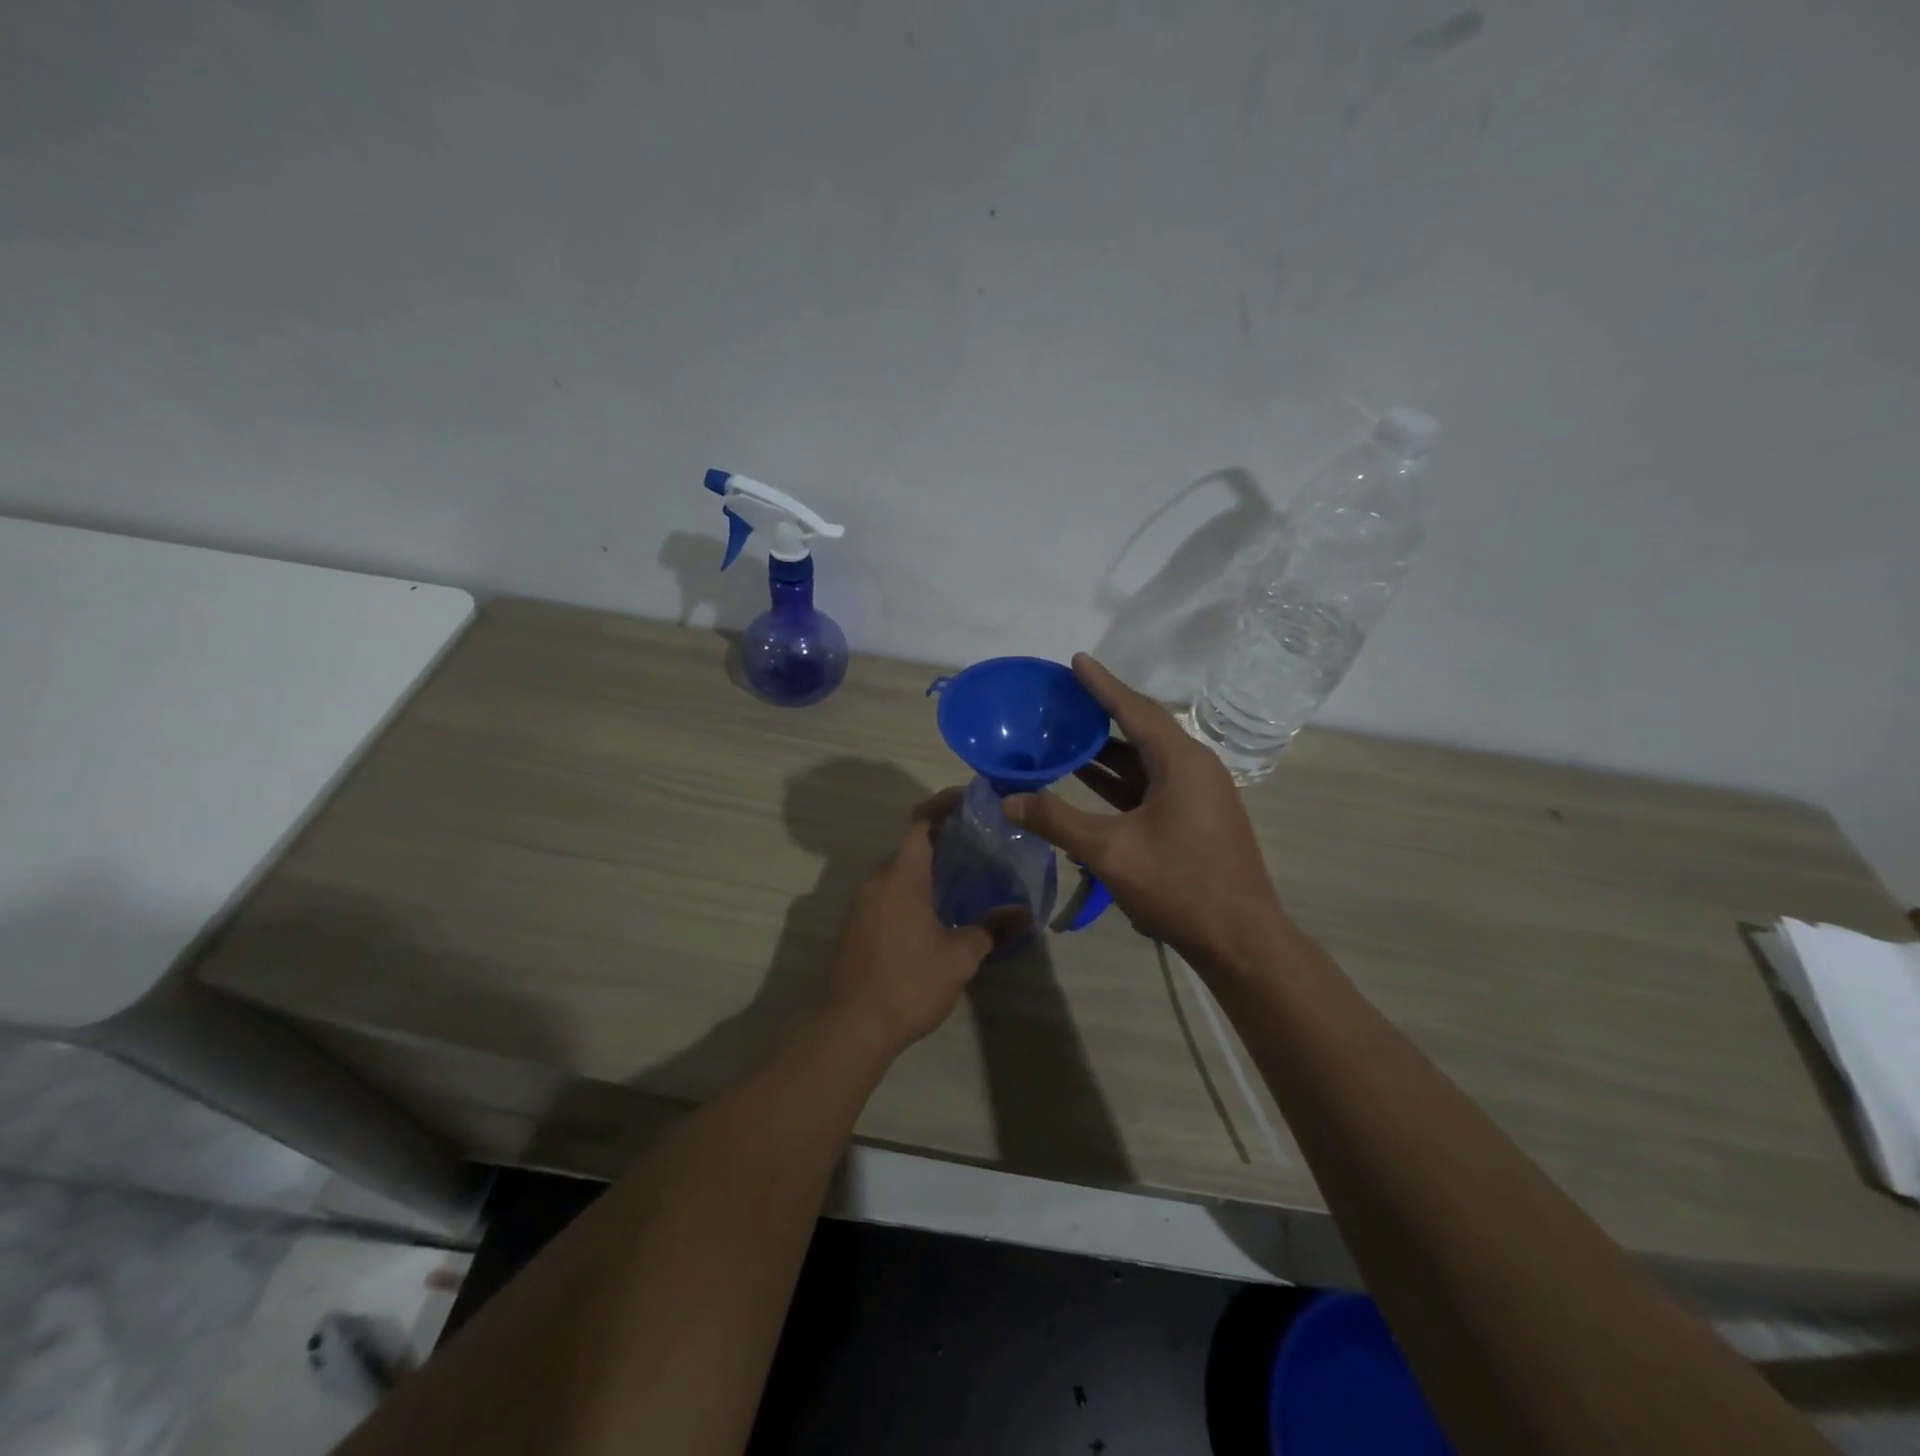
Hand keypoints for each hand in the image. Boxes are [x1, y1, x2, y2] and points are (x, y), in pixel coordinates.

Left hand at [825, 790, 1027, 1056]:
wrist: (849, 1026)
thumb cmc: (908, 983)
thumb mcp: (959, 958)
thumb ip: (991, 929)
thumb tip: (1024, 914)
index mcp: (901, 876)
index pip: (921, 822)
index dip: (943, 804)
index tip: (970, 798)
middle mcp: (876, 880)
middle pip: (910, 844)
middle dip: (942, 837)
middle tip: (980, 841)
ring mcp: (861, 902)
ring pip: (898, 870)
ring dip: (927, 865)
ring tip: (965, 873)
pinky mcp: (855, 924)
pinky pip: (887, 891)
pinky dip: (912, 887)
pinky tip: (937, 907)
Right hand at [1003, 655, 1285, 965]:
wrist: (1241, 940)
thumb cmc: (1180, 886)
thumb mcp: (1110, 851)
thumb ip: (1056, 820)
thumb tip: (1008, 798)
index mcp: (1181, 762)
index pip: (1135, 709)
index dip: (1102, 685)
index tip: (1076, 661)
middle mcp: (1193, 767)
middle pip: (1141, 728)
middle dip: (1101, 713)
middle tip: (1062, 698)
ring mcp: (1197, 794)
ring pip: (1144, 759)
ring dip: (1106, 750)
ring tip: (1065, 733)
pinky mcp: (1193, 817)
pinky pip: (1150, 784)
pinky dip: (1119, 779)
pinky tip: (1087, 779)